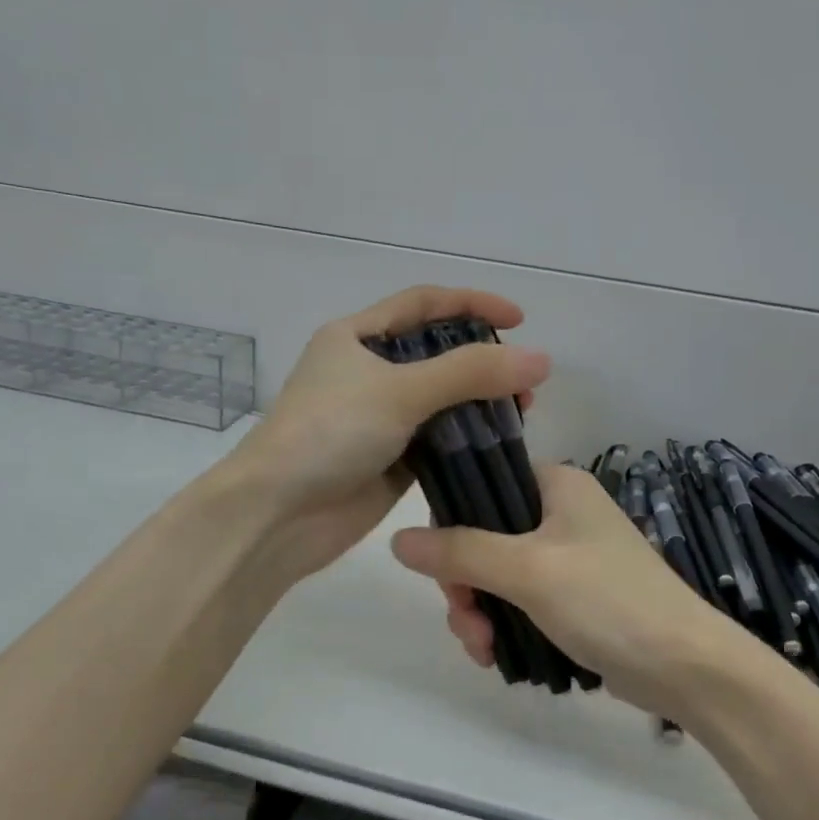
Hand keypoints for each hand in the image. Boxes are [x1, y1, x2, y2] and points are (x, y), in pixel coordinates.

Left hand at [232, 286, 549, 581]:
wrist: (277, 515)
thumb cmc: (329, 433)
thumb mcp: (400, 391)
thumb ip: (470, 372)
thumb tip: (541, 359)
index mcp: (356, 337)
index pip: (423, 304)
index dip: (471, 304)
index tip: (519, 319)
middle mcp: (368, 372)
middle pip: (437, 354)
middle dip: (482, 361)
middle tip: (525, 380)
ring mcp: (379, 419)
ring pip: (441, 400)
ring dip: (480, 403)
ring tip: (522, 413)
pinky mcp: (390, 460)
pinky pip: (438, 441)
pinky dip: (467, 440)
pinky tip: (499, 445)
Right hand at [390, 464, 732, 715]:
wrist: (686, 667)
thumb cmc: (608, 600)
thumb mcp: (528, 570)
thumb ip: (461, 551)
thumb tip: (397, 539)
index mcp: (557, 484)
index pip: (483, 484)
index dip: (453, 524)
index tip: (443, 569)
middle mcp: (561, 512)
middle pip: (484, 536)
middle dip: (465, 584)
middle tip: (467, 622)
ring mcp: (568, 557)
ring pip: (497, 574)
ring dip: (480, 611)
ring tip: (485, 650)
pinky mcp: (574, 597)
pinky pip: (519, 601)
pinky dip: (503, 624)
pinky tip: (497, 656)